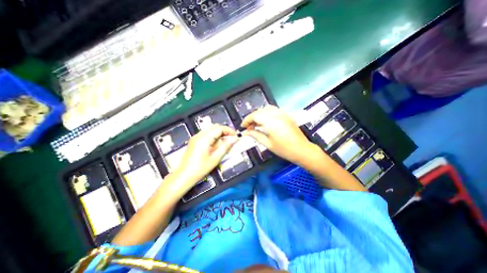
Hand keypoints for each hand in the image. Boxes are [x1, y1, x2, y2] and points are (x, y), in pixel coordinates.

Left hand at [172, 124, 238, 186]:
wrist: (184, 175)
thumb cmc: (200, 168)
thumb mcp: (215, 158)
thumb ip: (225, 147)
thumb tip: (235, 139)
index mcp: (204, 138)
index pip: (219, 128)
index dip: (229, 130)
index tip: (235, 136)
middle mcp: (199, 135)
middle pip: (214, 127)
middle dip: (224, 131)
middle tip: (231, 139)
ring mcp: (195, 137)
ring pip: (210, 129)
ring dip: (219, 133)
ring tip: (225, 142)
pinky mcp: (194, 140)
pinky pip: (206, 134)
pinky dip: (213, 136)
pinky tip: (216, 144)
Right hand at [242, 105, 317, 163]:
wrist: (302, 150)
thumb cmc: (284, 150)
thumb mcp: (268, 144)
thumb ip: (256, 136)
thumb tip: (246, 132)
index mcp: (271, 122)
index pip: (255, 116)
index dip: (247, 120)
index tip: (243, 126)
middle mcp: (277, 115)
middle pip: (260, 111)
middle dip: (252, 118)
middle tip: (249, 127)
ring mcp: (283, 114)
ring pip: (266, 108)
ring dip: (259, 114)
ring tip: (256, 123)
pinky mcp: (286, 115)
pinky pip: (274, 110)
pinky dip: (266, 113)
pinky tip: (265, 121)